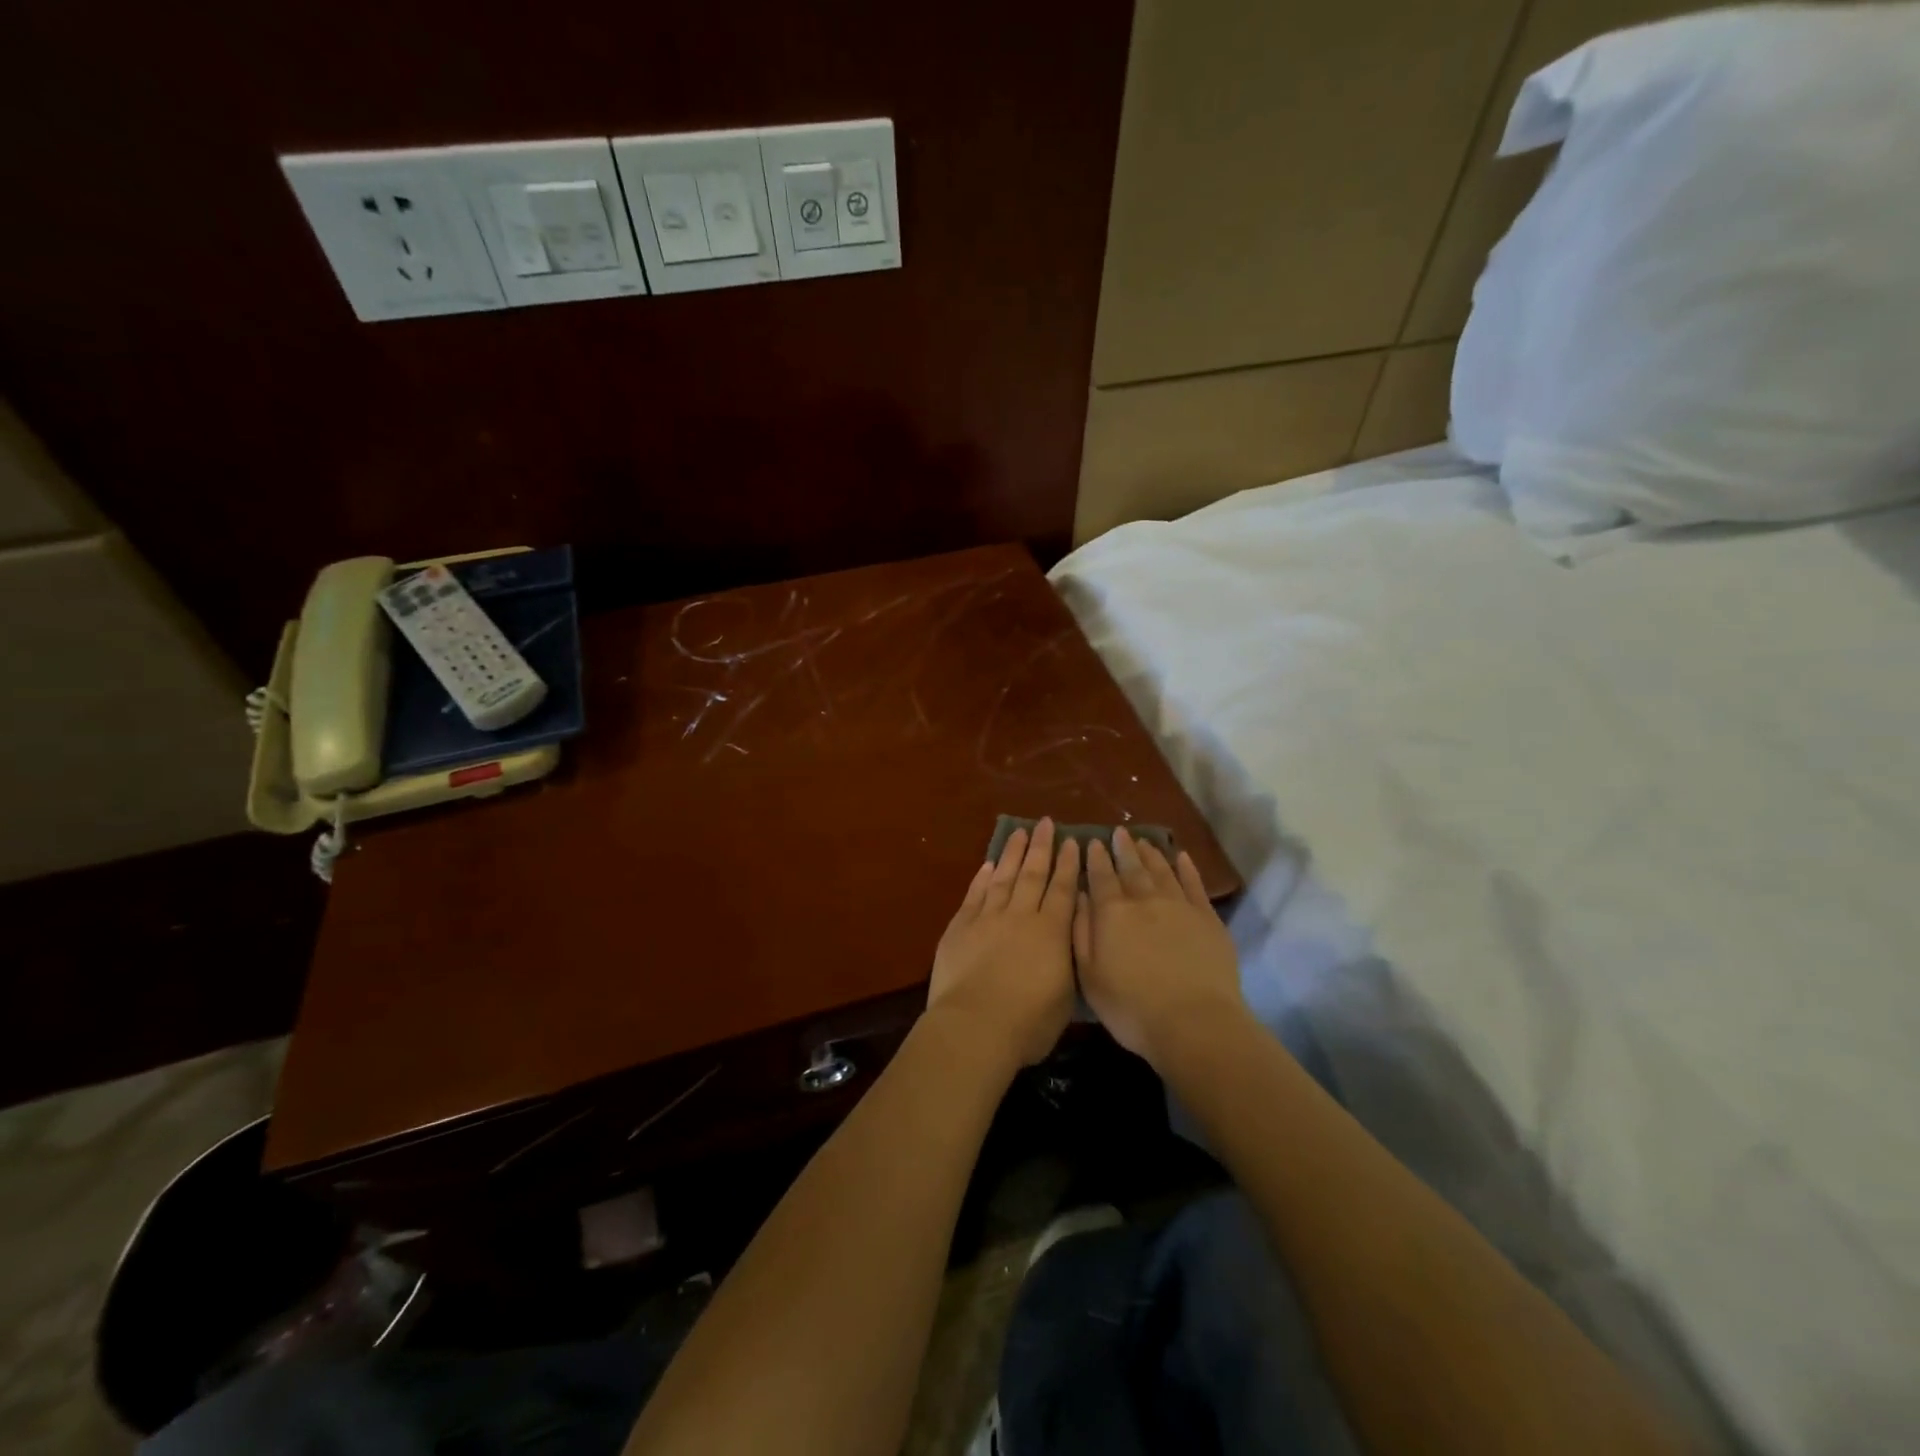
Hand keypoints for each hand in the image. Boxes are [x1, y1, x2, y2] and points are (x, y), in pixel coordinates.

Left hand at [928, 819, 1079, 1066]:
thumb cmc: (1029, 1023)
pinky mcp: (960, 927)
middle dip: (1041, 847)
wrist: (975, 1026)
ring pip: (1003, 877)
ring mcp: (988, 918)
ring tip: (1019, 832)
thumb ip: (1066, 962)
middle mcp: (1021, 916)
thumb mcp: (1065, 996)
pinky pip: (975, 894)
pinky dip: (982, 878)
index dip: (1069, 865)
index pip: (1063, 890)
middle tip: (1045, 823)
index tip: (1072, 842)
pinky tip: (988, 865)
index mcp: (1052, 932)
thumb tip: (1065, 942)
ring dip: (1012, 853)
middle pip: (1033, 874)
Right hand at [1073, 827, 1244, 1066]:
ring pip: (1162, 871)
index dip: (1096, 859)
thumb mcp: (1089, 976)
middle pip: (1132, 868)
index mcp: (1112, 913)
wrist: (1193, 1022)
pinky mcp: (1207, 918)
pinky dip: (1186, 868)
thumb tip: (1080, 897)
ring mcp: (1179, 906)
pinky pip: (1194, 884)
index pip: (1101, 877)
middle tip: (1119, 832)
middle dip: (1123, 849)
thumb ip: (1081, 933)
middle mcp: (1144, 900)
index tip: (1093, 842)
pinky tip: (1181, 857)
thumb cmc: (1131, 1007)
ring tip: (1144, 841)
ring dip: (1151, 854)